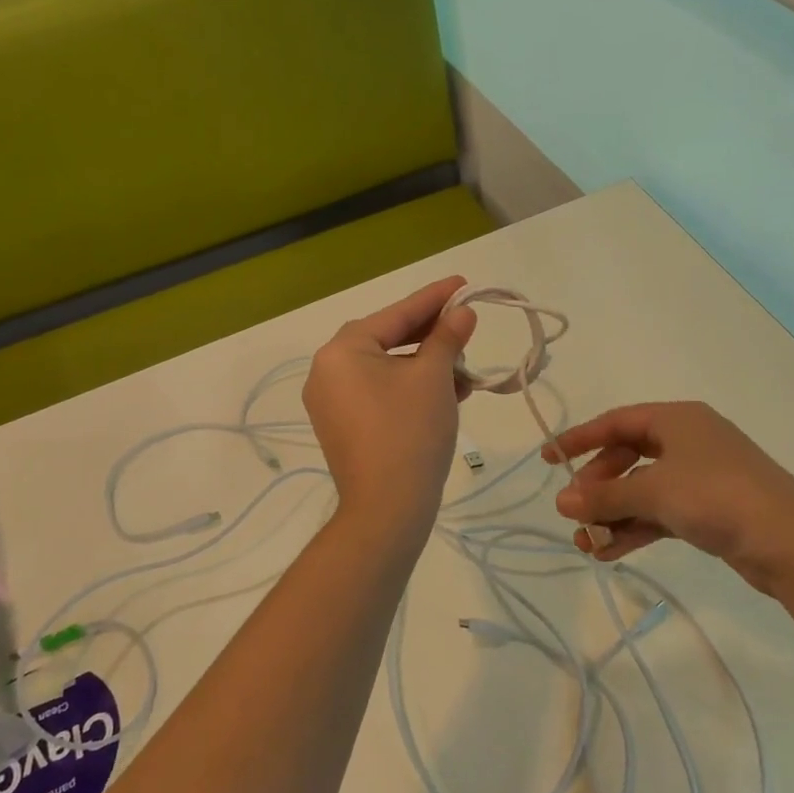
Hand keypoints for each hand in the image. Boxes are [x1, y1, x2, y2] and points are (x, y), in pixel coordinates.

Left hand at [304, 277, 477, 542]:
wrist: (387, 509)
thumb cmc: (410, 431)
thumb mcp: (434, 377)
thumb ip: (447, 337)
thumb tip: (462, 313)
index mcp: (342, 350)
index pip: (396, 314)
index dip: (435, 298)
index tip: (463, 283)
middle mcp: (328, 370)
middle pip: (388, 339)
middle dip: (432, 336)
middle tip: (466, 326)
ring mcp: (332, 402)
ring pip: (387, 369)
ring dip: (426, 365)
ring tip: (464, 369)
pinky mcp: (344, 427)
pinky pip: (380, 393)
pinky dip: (411, 388)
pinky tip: (447, 393)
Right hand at [545, 401, 793, 592]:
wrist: (792, 543)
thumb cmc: (717, 497)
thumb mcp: (654, 491)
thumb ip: (605, 496)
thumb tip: (561, 501)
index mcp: (676, 419)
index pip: (616, 422)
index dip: (579, 439)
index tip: (548, 459)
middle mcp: (688, 441)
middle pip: (627, 457)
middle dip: (598, 486)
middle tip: (575, 513)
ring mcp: (701, 476)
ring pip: (643, 489)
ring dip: (613, 514)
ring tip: (586, 544)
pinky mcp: (710, 509)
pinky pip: (661, 512)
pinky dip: (636, 528)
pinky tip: (610, 553)